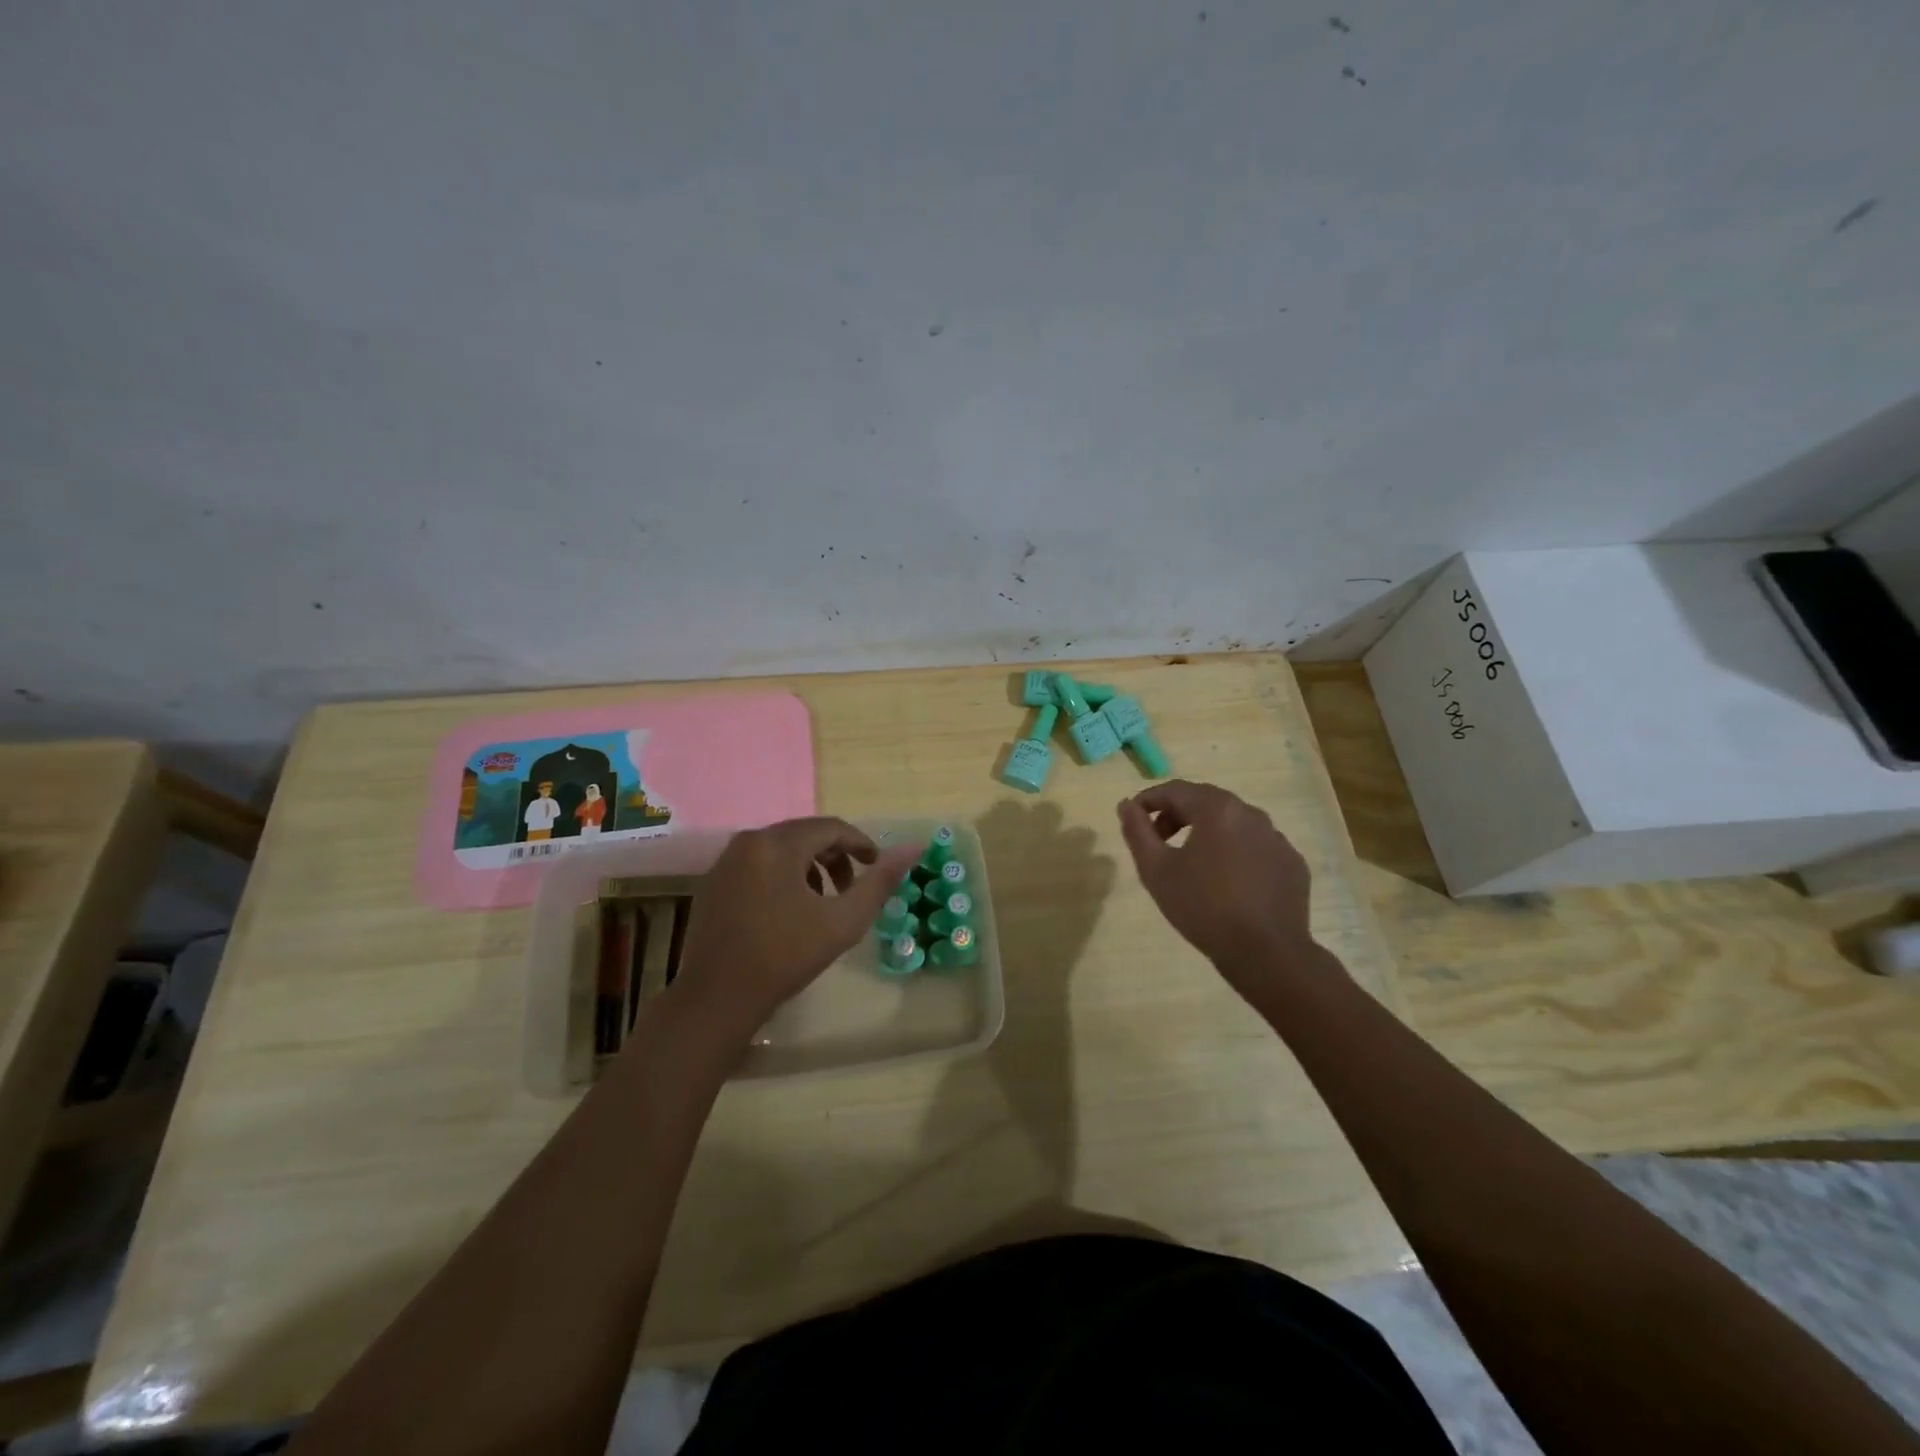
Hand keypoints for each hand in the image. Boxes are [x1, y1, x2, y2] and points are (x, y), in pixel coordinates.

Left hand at [668, 817, 920, 1048]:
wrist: (716, 1000)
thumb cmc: (785, 957)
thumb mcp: (843, 921)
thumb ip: (880, 882)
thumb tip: (915, 847)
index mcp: (777, 844)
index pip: (831, 828)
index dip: (861, 844)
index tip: (878, 867)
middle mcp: (748, 841)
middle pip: (804, 834)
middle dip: (835, 856)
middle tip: (853, 887)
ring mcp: (726, 862)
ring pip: (781, 849)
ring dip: (810, 867)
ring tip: (825, 901)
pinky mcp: (713, 883)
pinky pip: (758, 864)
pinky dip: (783, 876)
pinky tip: (790, 910)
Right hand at [1117, 781, 1327, 998]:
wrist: (1266, 953)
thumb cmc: (1203, 907)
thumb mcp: (1156, 870)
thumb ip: (1137, 831)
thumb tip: (1126, 805)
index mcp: (1217, 809)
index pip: (1175, 790)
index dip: (1148, 800)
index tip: (1133, 818)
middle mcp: (1251, 813)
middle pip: (1206, 802)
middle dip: (1177, 815)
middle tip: (1159, 841)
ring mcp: (1277, 838)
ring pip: (1233, 824)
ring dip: (1208, 833)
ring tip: (1192, 863)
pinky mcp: (1292, 864)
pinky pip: (1256, 847)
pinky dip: (1236, 853)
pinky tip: (1227, 883)